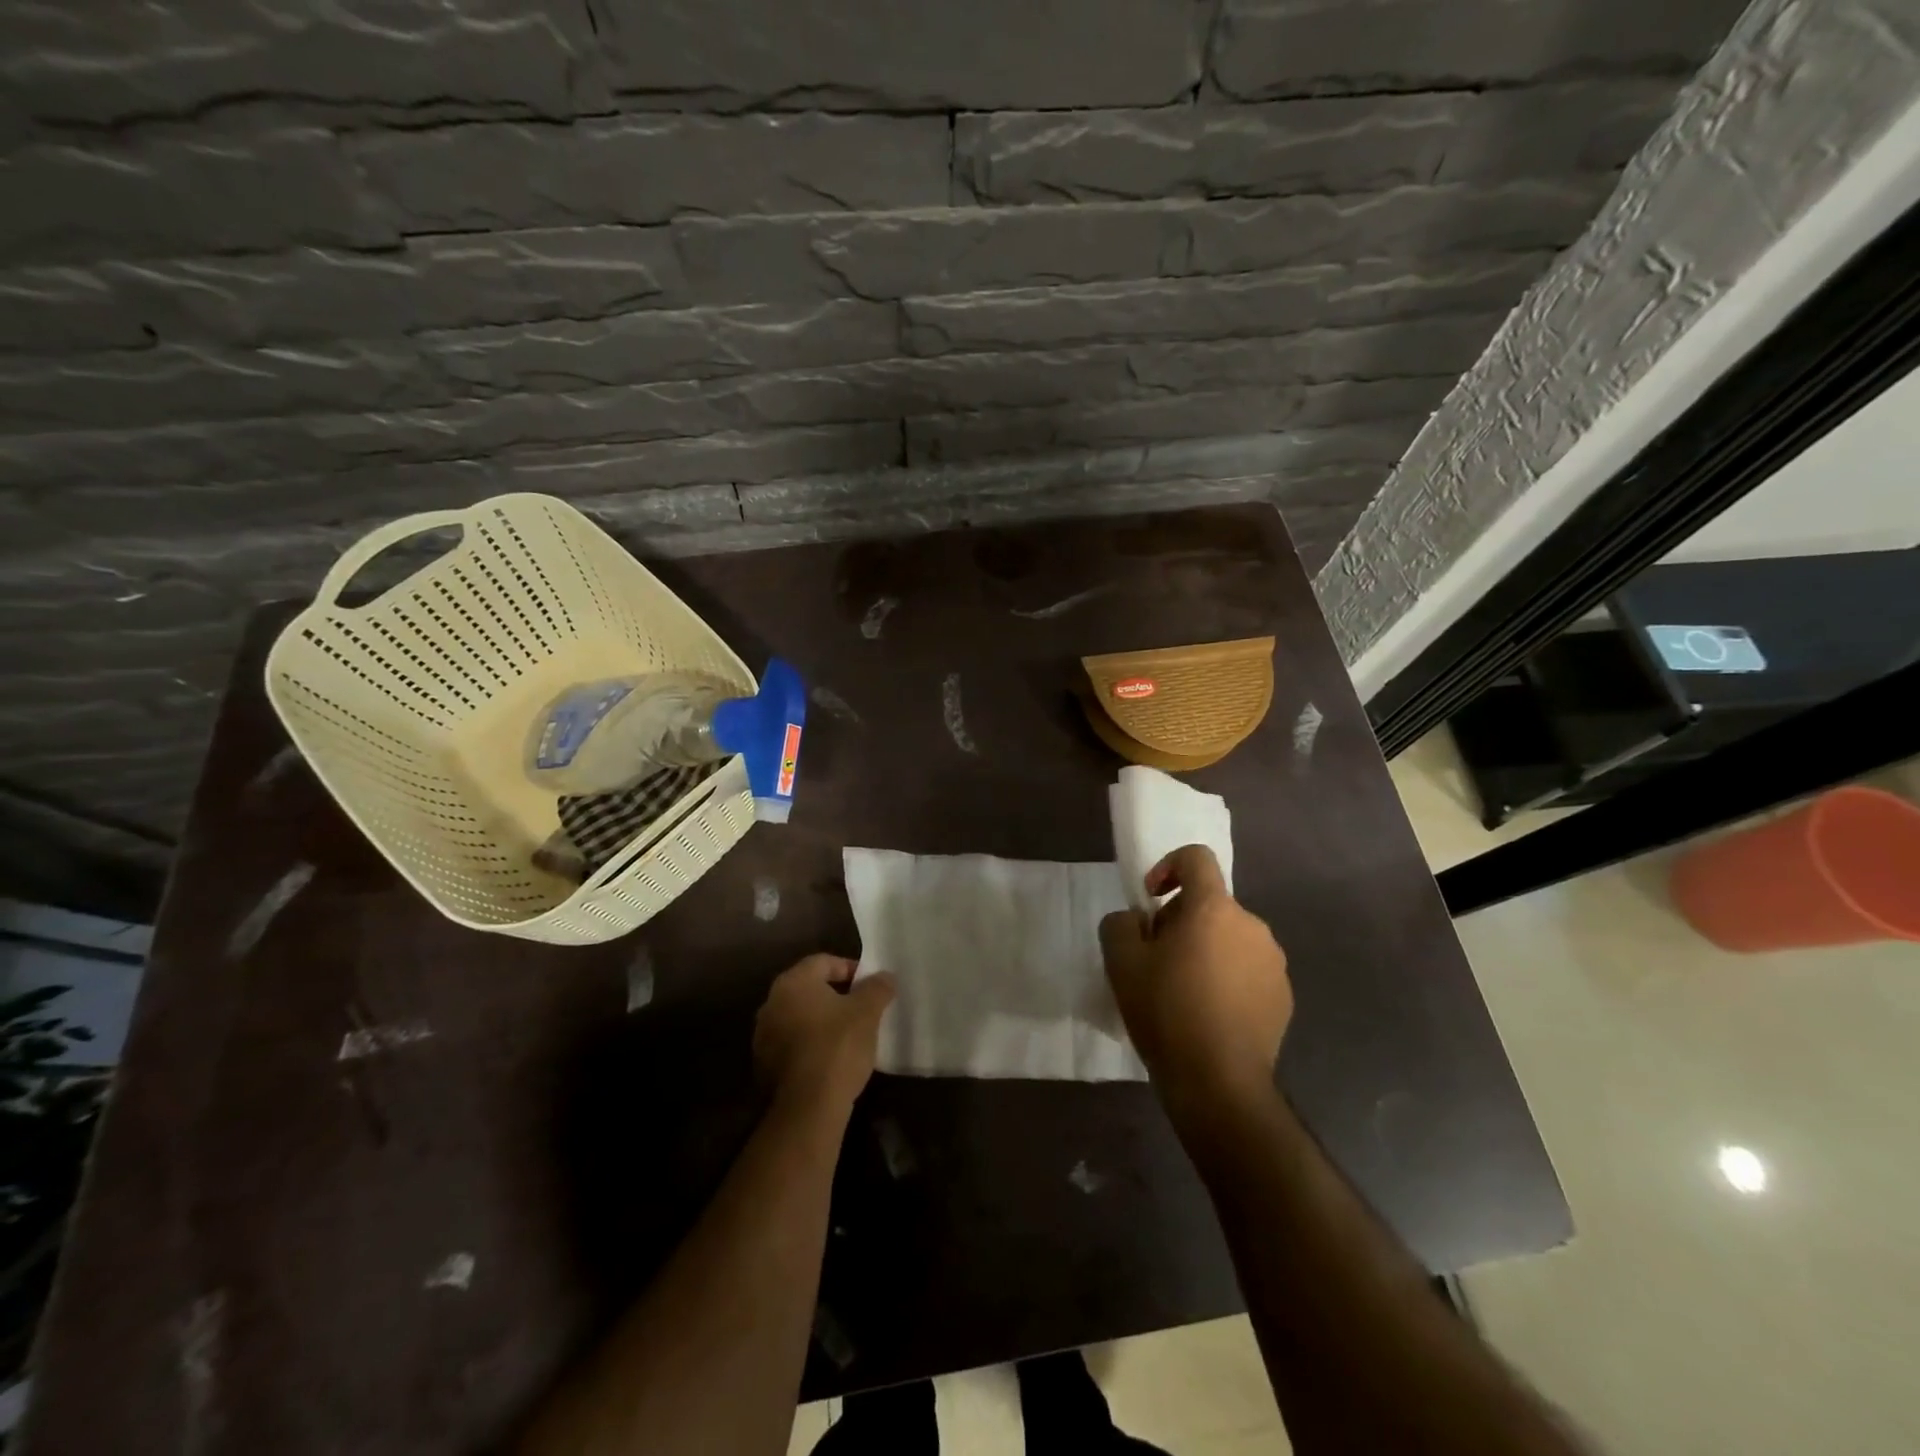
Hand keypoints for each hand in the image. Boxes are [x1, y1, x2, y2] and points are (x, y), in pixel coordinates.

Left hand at [752, 954, 894, 1116]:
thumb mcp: (867, 1012)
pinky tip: (830, 1057)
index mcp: (793, 982)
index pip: (823, 962)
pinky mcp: (763, 1064)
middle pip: (809, 988)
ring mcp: (763, 1035)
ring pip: (799, 1016)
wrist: (807, 1108)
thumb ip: (877, 988)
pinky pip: (792, 1042)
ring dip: (822, 1020)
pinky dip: (810, 1042)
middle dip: (836, 994)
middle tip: (862, 1007)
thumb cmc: (838, 1047)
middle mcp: (771, 1002)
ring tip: (848, 1034)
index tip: (870, 986)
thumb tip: (885, 976)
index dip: (850, 968)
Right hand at [1100, 845, 1291, 1114]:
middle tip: (1157, 958)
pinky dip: (1227, 977)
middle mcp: (1252, 926)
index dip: (1168, 866)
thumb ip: (1121, 923)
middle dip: (1180, 920)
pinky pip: (1248, 969)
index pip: (1196, 858)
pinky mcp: (1283, 996)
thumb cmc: (1166, 1012)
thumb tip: (1137, 921)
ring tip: (1183, 990)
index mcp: (1214, 909)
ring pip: (1230, 938)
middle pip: (1210, 903)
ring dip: (1205, 949)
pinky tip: (1209, 1013)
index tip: (1151, 900)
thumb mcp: (1120, 961)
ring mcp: (1273, 962)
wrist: (1218, 1083)